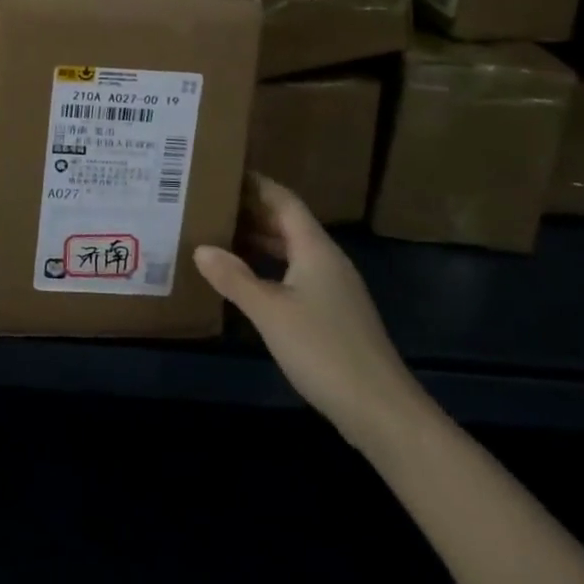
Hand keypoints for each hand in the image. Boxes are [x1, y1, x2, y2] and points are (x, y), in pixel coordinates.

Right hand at [194, 175, 425, 445]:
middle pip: (287, 223)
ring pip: (291, 251)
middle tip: (210, 203)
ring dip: (258, 241)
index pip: (283, 200)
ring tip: (219, 235)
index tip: (223, 171)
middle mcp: (327, 260)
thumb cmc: (324, 350)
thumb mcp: (270, 312)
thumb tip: (201, 248)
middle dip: (251, 211)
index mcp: (315, 248)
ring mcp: (334, 289)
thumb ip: (234, 278)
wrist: (382, 412)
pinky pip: (295, 274)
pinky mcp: (334, 315)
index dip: (256, 183)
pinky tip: (246, 281)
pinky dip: (269, 268)